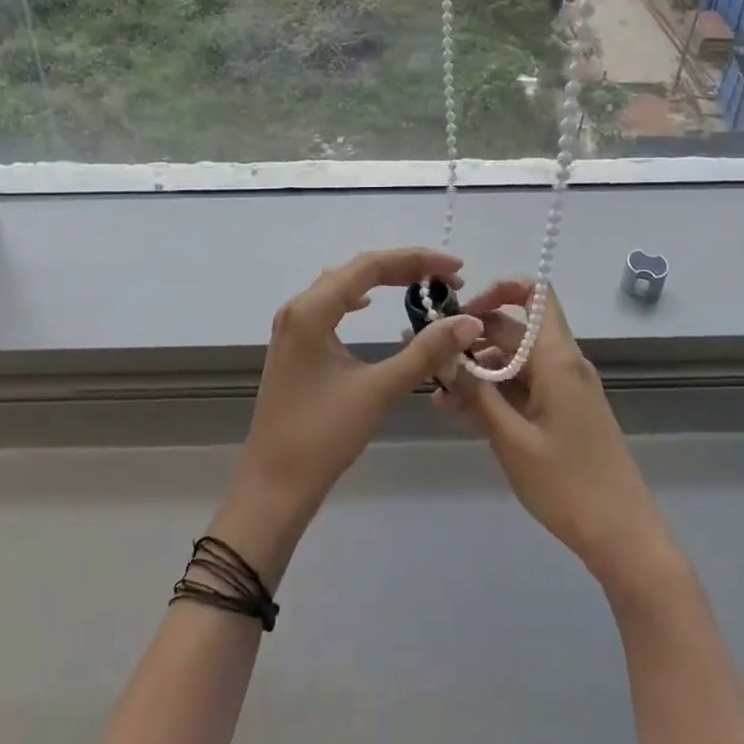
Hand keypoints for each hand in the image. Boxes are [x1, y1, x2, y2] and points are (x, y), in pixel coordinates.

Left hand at [216, 248, 482, 581]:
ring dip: (381, 281)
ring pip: (340, 285)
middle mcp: (297, 308)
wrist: (274, 483)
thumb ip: (424, 352)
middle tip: (448, 277)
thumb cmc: (323, 436)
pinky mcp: (293, 346)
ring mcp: (291, 327)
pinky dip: (356, 298)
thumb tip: (469, 320)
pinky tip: (368, 304)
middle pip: (356, 269)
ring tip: (420, 285)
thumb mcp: (378, 390)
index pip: (370, 266)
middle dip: (403, 268)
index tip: (456, 266)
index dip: (416, 260)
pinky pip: (328, 305)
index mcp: (312, 309)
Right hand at [435, 279, 677, 597]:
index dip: (498, 289)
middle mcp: (563, 364)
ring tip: (437, 398)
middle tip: (429, 360)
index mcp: (557, 359)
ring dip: (476, 372)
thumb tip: (440, 350)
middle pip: (514, 330)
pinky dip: (493, 394)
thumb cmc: (567, 485)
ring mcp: (564, 389)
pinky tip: (460, 414)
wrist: (623, 538)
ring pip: (513, 362)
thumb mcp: (510, 438)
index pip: (534, 294)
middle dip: (470, 340)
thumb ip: (473, 391)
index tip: (461, 313)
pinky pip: (522, 388)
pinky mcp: (563, 412)